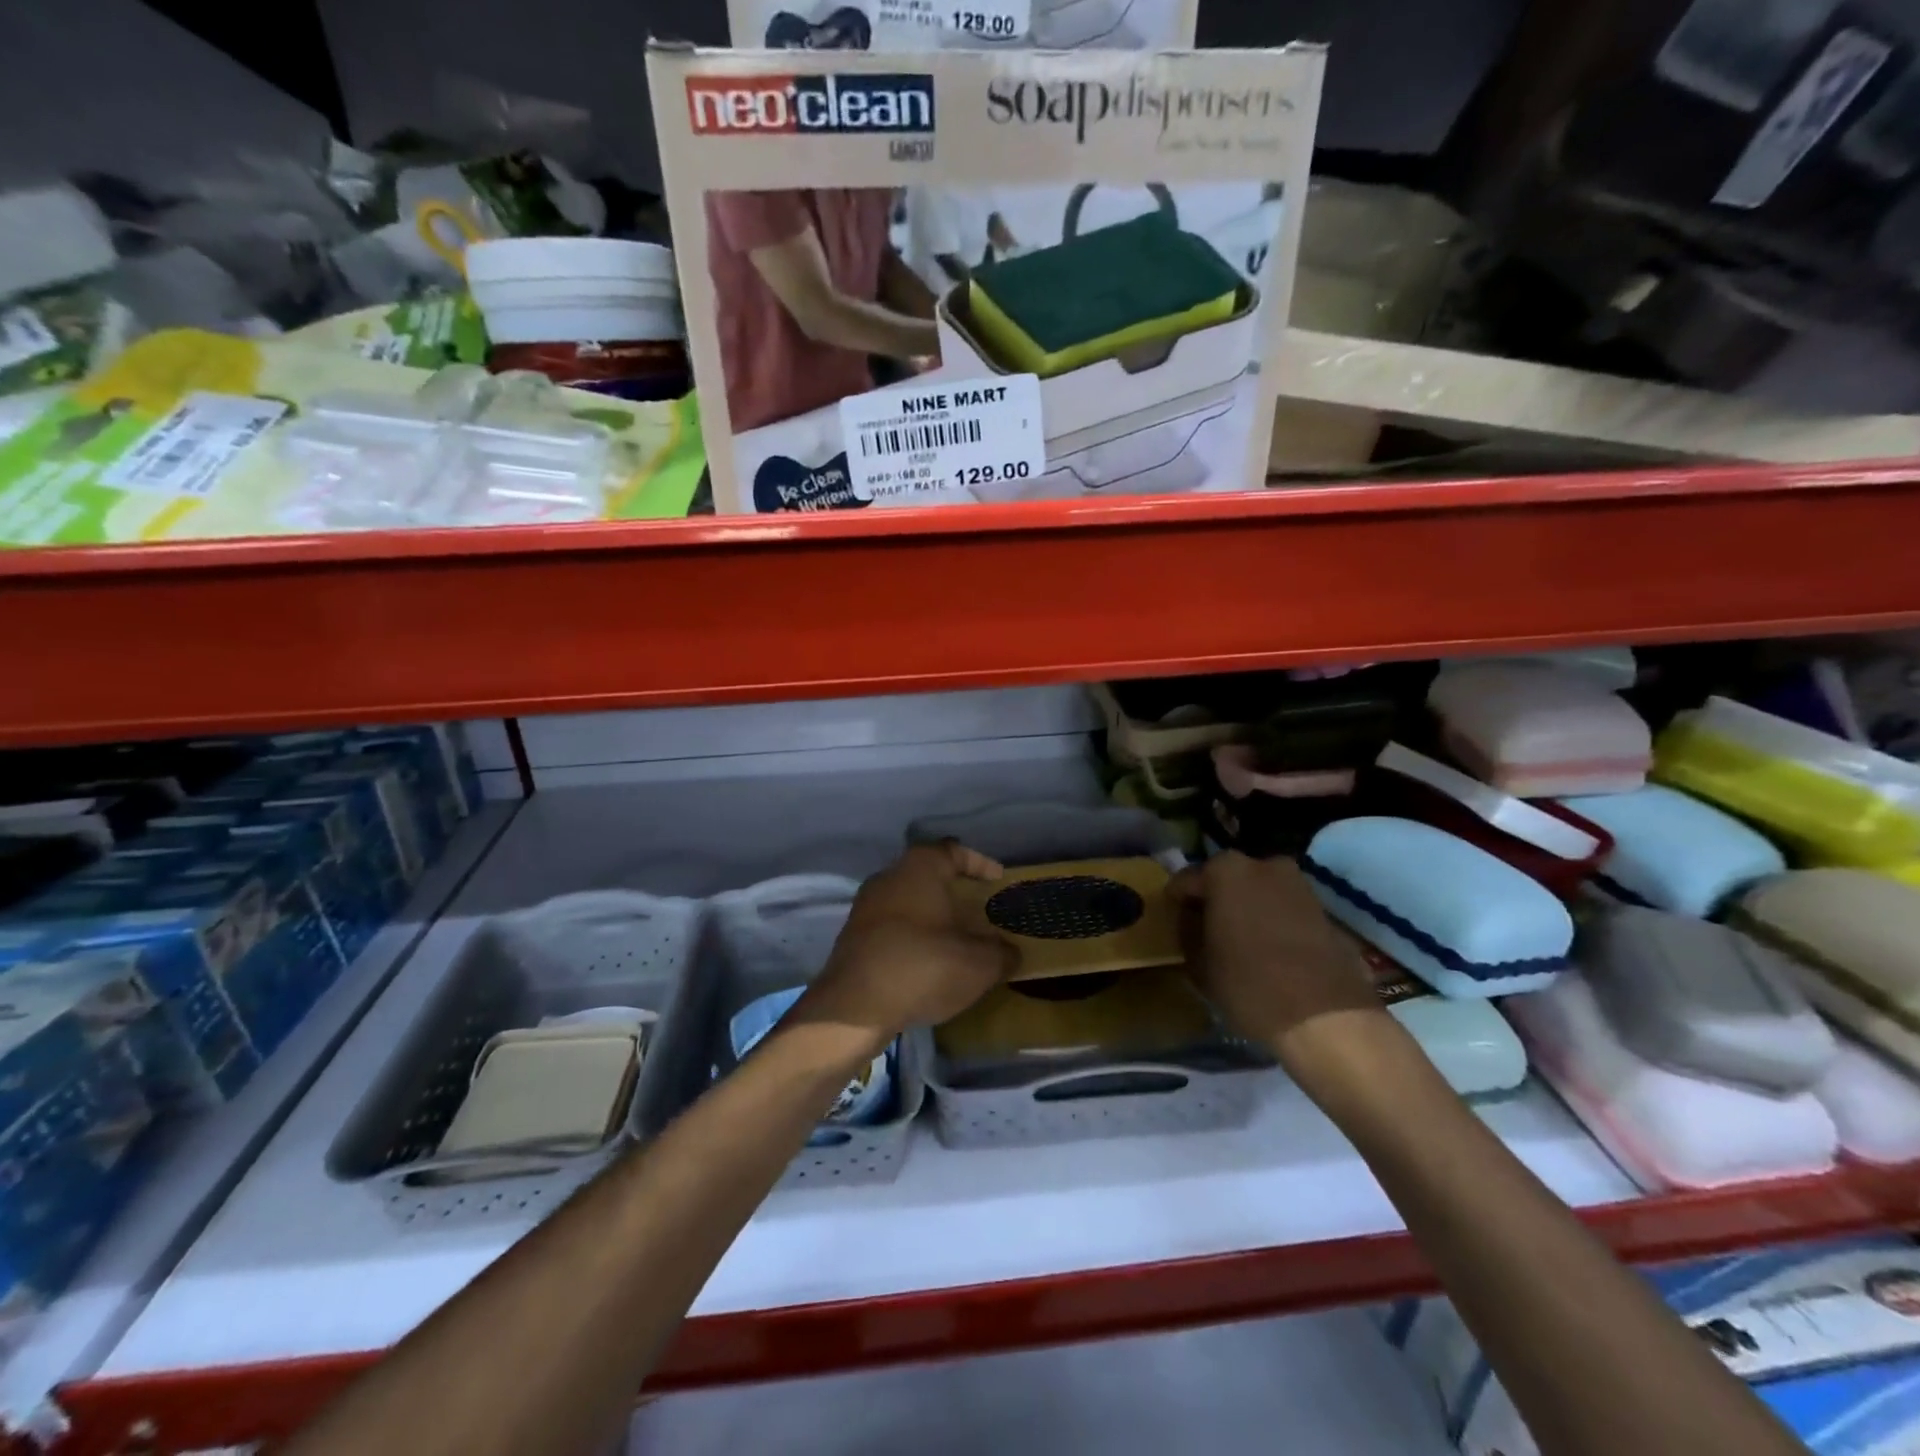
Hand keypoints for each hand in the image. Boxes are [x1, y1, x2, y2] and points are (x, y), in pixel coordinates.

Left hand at [800, 842, 1015, 1046]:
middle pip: (928, 875)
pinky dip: (912, 936)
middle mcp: (889, 877)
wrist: (855, 1007)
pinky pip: (891, 926)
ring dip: (931, 916)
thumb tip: (1011, 953)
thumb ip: (1002, 954)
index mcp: (920, 868)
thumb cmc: (923, 966)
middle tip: (978, 911)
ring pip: (907, 901)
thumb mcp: (979, 964)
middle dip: (954, 892)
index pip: (954, 851)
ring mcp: (866, 906)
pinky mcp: (853, 937)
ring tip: (956, 938)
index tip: (997, 881)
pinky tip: (927, 960)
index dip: (979, 864)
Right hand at [1170, 852, 1385, 1071]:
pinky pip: (1282, 908)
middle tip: (1205, 931)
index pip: (1186, 881)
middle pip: (1225, 880)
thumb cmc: (1249, 985)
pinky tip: (1267, 950)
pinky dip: (1271, 921)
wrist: (1327, 1018)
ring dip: (1245, 910)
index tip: (1174, 924)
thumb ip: (1188, 931)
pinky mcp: (1322, 908)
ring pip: (1257, 892)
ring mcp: (1298, 884)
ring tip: (1237, 942)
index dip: (1177, 904)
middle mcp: (1263, 865)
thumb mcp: (1199, 963)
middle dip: (1214, 901)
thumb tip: (1191, 919)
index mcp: (1225, 870)